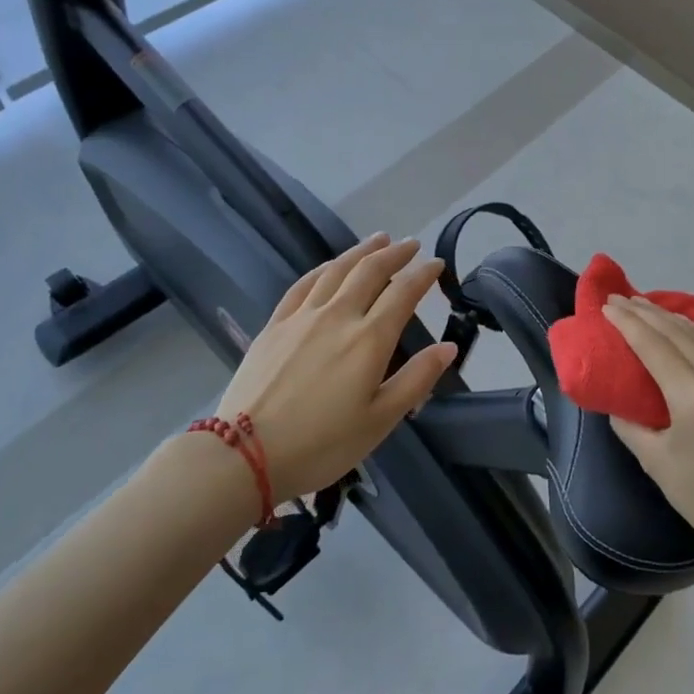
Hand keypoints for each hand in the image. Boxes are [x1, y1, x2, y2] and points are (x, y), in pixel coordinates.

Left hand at [215, 234, 457, 503]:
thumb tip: (448, 347)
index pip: (403, 292)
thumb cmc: (322, 444)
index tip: (437, 264)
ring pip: (336, 270)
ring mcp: (302, 317)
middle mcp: (338, 316)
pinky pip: (303, 284)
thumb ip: (417, 380)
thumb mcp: (380, 420)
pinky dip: (323, 268)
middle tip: (411, 244)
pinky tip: (330, 265)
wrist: (245, 454)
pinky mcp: (275, 325)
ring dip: (361, 251)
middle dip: (394, 253)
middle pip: (370, 271)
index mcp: (369, 339)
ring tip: (378, 239)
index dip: (423, 274)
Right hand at [604, 295, 693, 568]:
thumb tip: (617, 400)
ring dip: (672, 318)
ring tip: (647, 306)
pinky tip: (686, 328)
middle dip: (646, 313)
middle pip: (678, 333)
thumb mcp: (654, 461)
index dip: (628, 322)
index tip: (607, 305)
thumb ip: (629, 424)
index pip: (654, 345)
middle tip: (620, 299)